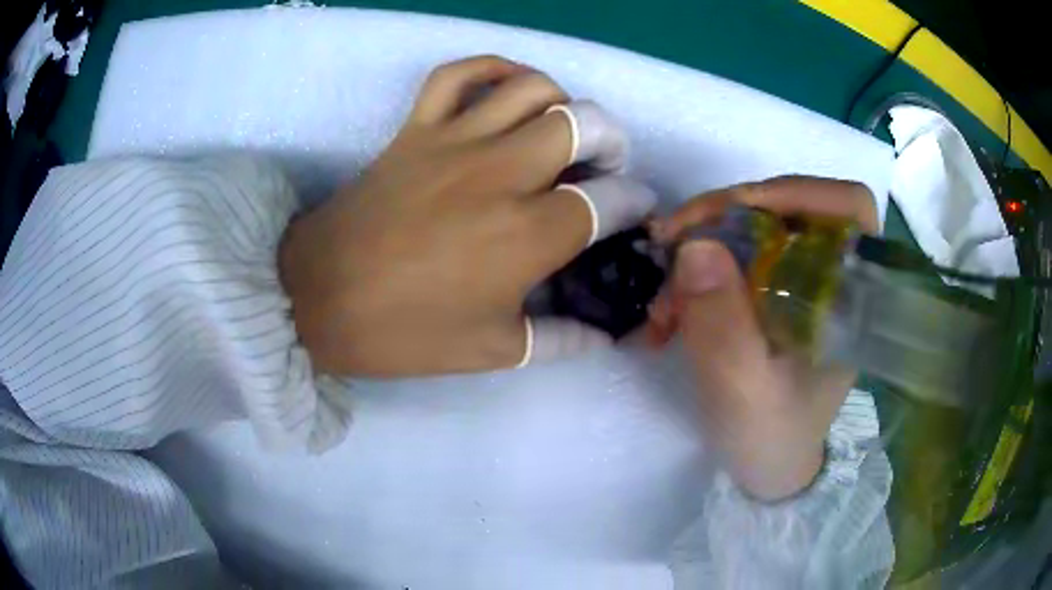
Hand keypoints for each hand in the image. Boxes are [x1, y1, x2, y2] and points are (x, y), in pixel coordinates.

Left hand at [279, 56, 654, 376]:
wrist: (317, 298)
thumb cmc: (404, 331)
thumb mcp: (490, 350)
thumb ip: (559, 341)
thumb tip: (604, 338)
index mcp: (527, 234)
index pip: (608, 199)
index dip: (633, 201)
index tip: (634, 207)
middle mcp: (502, 173)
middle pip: (585, 124)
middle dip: (612, 140)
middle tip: (604, 165)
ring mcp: (455, 141)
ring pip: (533, 88)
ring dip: (564, 102)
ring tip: (561, 128)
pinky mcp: (416, 128)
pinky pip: (458, 74)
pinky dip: (491, 69)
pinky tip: (506, 89)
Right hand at [648, 176, 878, 500]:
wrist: (768, 467)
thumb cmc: (771, 437)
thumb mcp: (743, 392)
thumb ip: (723, 327)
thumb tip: (693, 245)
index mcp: (849, 296)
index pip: (848, 207)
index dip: (797, 190)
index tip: (733, 210)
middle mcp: (829, 276)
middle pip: (786, 207)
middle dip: (722, 221)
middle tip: (670, 247)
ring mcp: (799, 281)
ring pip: (751, 229)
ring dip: (698, 252)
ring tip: (663, 306)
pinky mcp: (773, 291)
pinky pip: (733, 256)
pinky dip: (695, 273)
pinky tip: (670, 312)